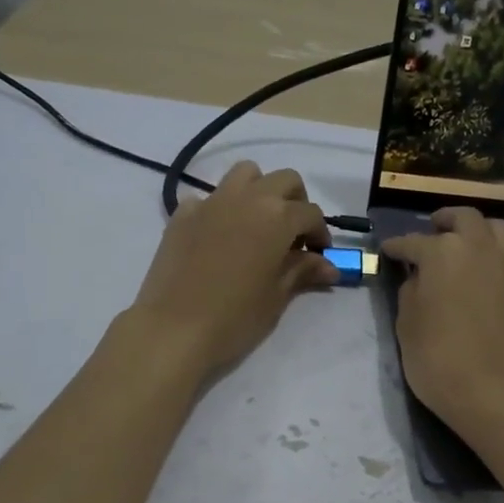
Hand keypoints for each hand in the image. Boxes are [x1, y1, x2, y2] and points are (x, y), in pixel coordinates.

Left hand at [128, 162, 337, 377]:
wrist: (174, 328)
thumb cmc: (235, 317)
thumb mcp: (277, 296)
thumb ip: (303, 271)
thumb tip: (329, 266)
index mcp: (277, 216)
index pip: (310, 213)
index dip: (320, 234)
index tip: (319, 256)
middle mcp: (247, 198)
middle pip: (283, 181)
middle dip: (295, 202)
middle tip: (293, 236)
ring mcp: (211, 201)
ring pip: (245, 174)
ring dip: (259, 191)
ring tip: (258, 224)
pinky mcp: (183, 213)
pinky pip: (209, 198)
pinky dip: (221, 209)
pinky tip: (219, 238)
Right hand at [381, 208, 503, 435]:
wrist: (493, 395)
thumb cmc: (438, 362)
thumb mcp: (406, 327)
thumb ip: (410, 293)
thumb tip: (419, 278)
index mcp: (443, 254)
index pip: (412, 243)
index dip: (397, 247)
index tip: (389, 251)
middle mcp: (480, 249)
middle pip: (464, 219)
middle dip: (446, 220)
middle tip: (435, 230)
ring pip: (502, 230)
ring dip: (484, 230)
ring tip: (473, 242)